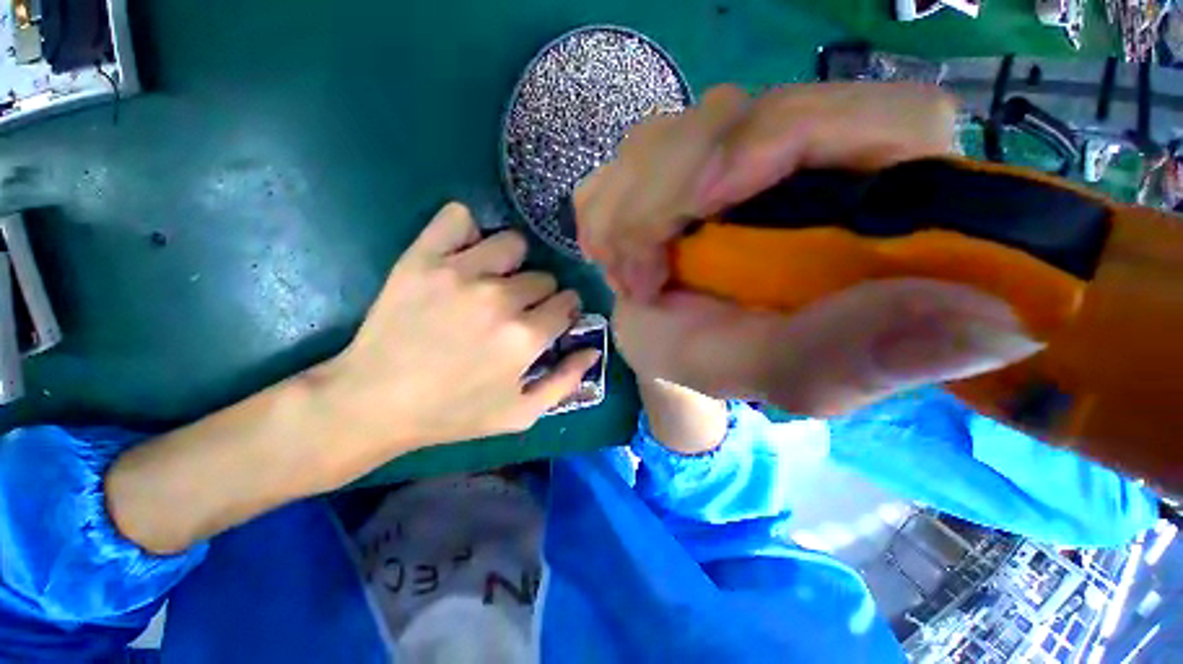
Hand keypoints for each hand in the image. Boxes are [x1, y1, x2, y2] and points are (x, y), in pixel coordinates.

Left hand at [107, 203, 597, 554]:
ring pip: (513, 243)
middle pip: (543, 276)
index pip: (568, 302)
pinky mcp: (423, 257)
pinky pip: (458, 217)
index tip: (551, 319)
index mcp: (525, 337)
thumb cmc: (453, 413)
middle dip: (539, 294)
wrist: (374, 401)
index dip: (563, 311)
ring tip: (494, 281)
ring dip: (512, 262)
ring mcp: (460, 273)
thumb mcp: (520, 414)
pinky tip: (463, 254)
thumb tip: (593, 350)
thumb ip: (565, 382)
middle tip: (517, 310)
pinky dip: (466, 230)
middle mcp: (500, 298)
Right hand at [594, 83, 1040, 413]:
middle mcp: (810, 159)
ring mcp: (738, 150)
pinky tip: (611, 251)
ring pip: (675, 131)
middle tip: (639, 279)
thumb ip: (855, 359)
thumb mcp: (778, 373)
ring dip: (631, 207)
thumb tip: (997, 330)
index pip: (881, 114)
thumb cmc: (720, 360)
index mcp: (874, 207)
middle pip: (740, 113)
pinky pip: (634, 154)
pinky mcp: (683, 160)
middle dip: (664, 195)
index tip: (704, 198)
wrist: (668, 346)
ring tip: (628, 275)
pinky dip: (610, 204)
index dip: (781, 136)